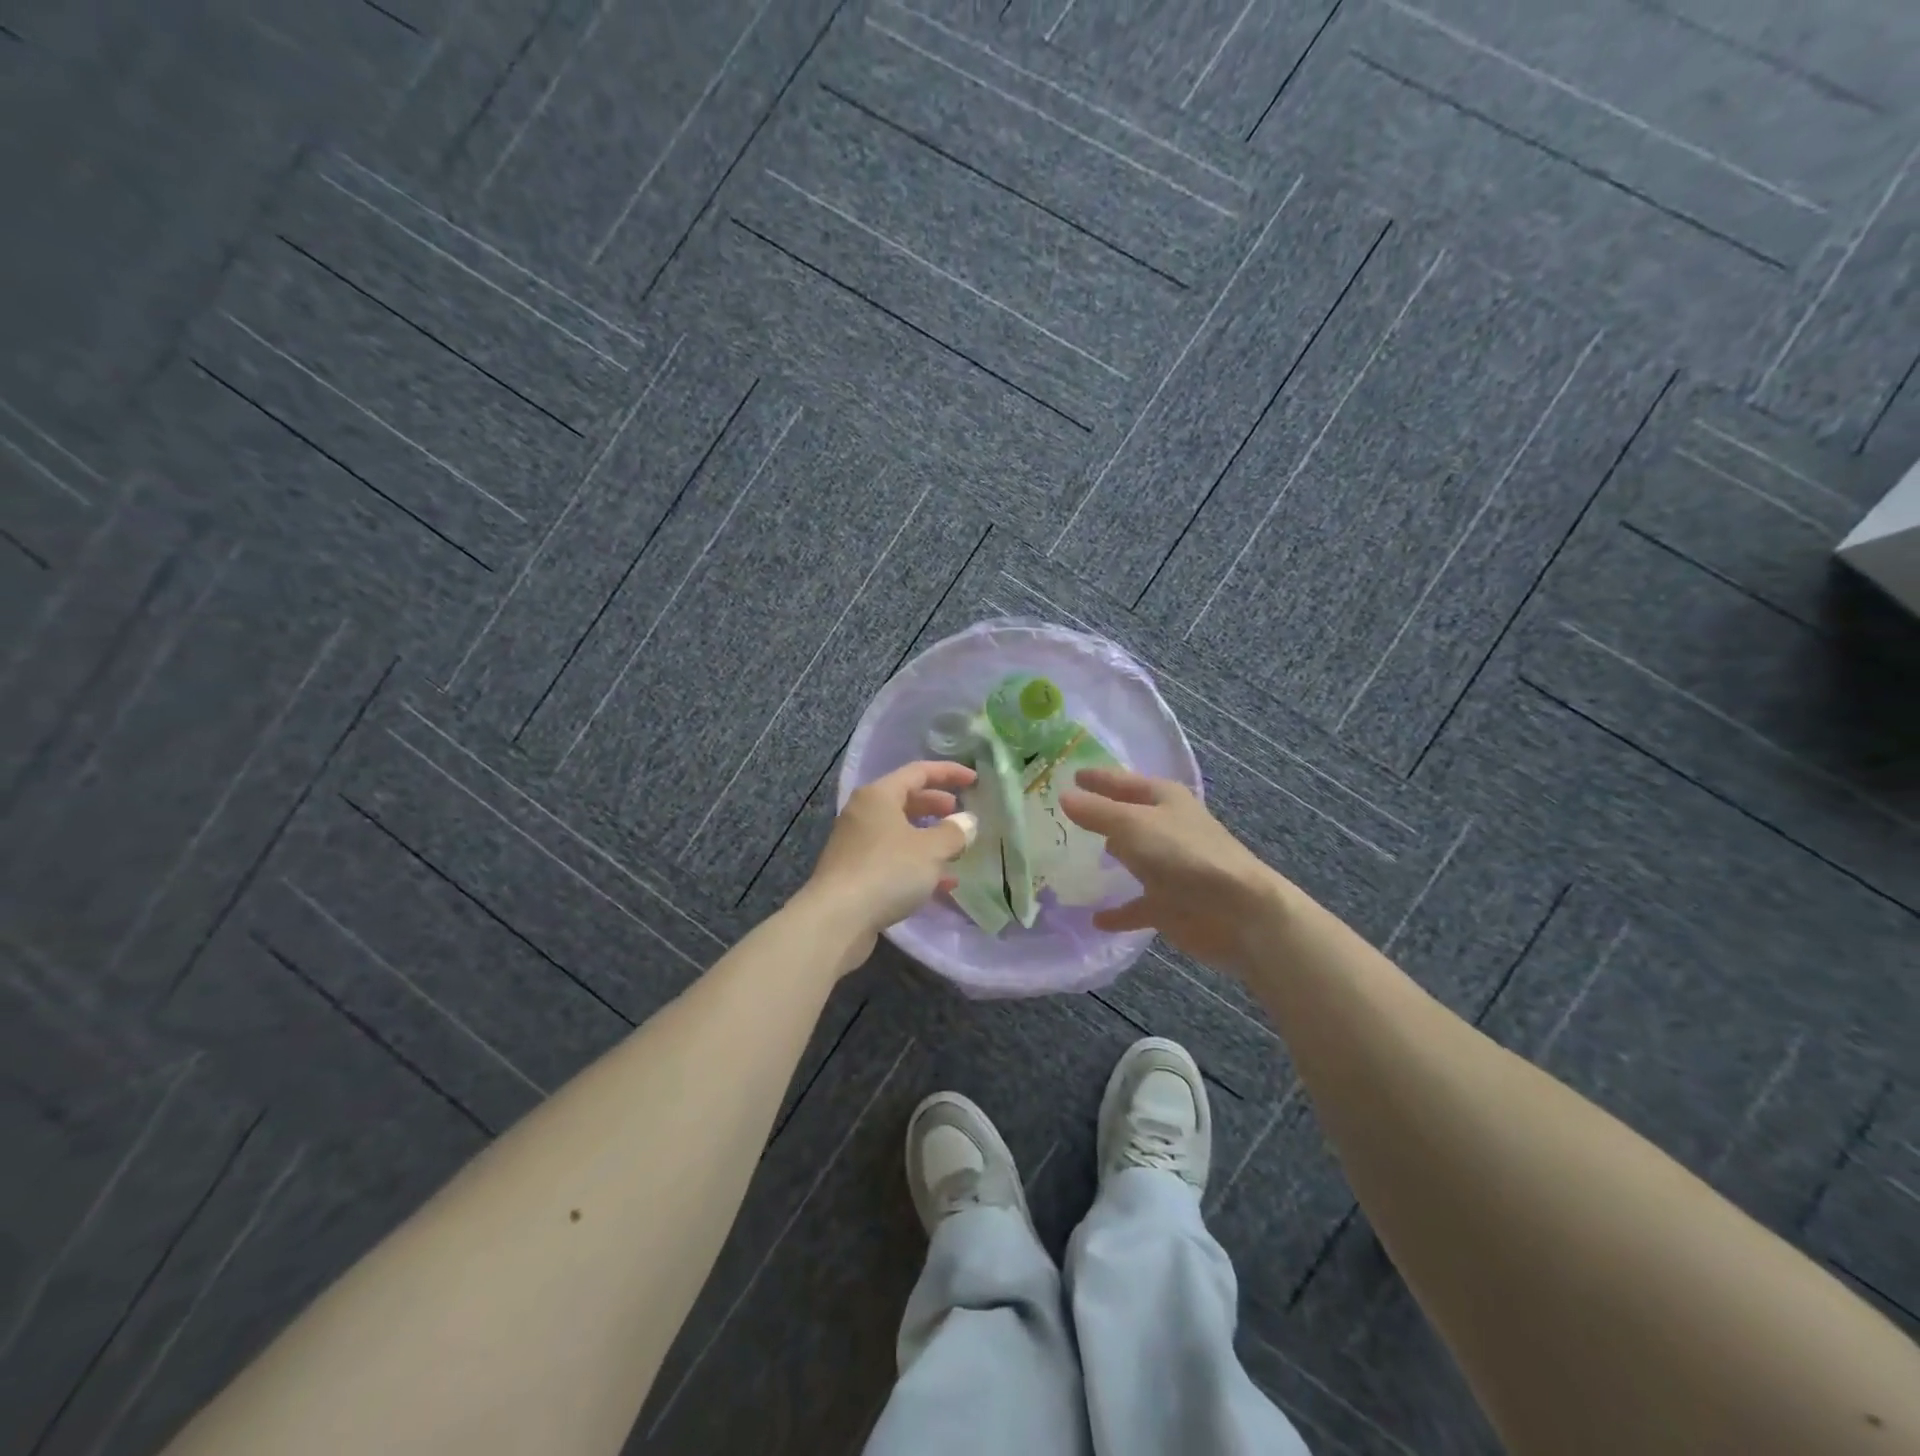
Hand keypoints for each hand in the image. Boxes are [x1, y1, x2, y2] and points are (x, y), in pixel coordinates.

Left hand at [802, 760, 977, 963]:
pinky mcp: (855, 873)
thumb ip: (954, 832)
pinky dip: (917, 865)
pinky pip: (893, 859)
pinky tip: (942, 884)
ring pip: (900, 832)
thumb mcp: (931, 850)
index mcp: (879, 795)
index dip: (949, 773)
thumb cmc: (887, 871)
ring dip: (929, 839)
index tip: (974, 781)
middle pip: (906, 800)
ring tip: (957, 851)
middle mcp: (864, 813)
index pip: (918, 772)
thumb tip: (967, 821)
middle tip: (960, 815)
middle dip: (937, 806)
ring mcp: (857, 844)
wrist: (837, 919)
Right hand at [1061, 767, 1287, 970]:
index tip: (1070, 774)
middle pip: (1127, 818)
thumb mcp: (1132, 825)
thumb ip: (1096, 812)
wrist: (1237, 912)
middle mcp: (1166, 828)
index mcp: (1164, 799)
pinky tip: (1094, 918)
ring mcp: (1169, 867)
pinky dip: (1118, 911)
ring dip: (1109, 858)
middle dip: (1099, 817)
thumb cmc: (1184, 855)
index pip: (1123, 781)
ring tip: (1070, 860)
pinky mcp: (1169, 904)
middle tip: (1061, 816)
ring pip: (1132, 859)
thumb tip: (1064, 796)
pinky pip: (1136, 906)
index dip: (1097, 778)